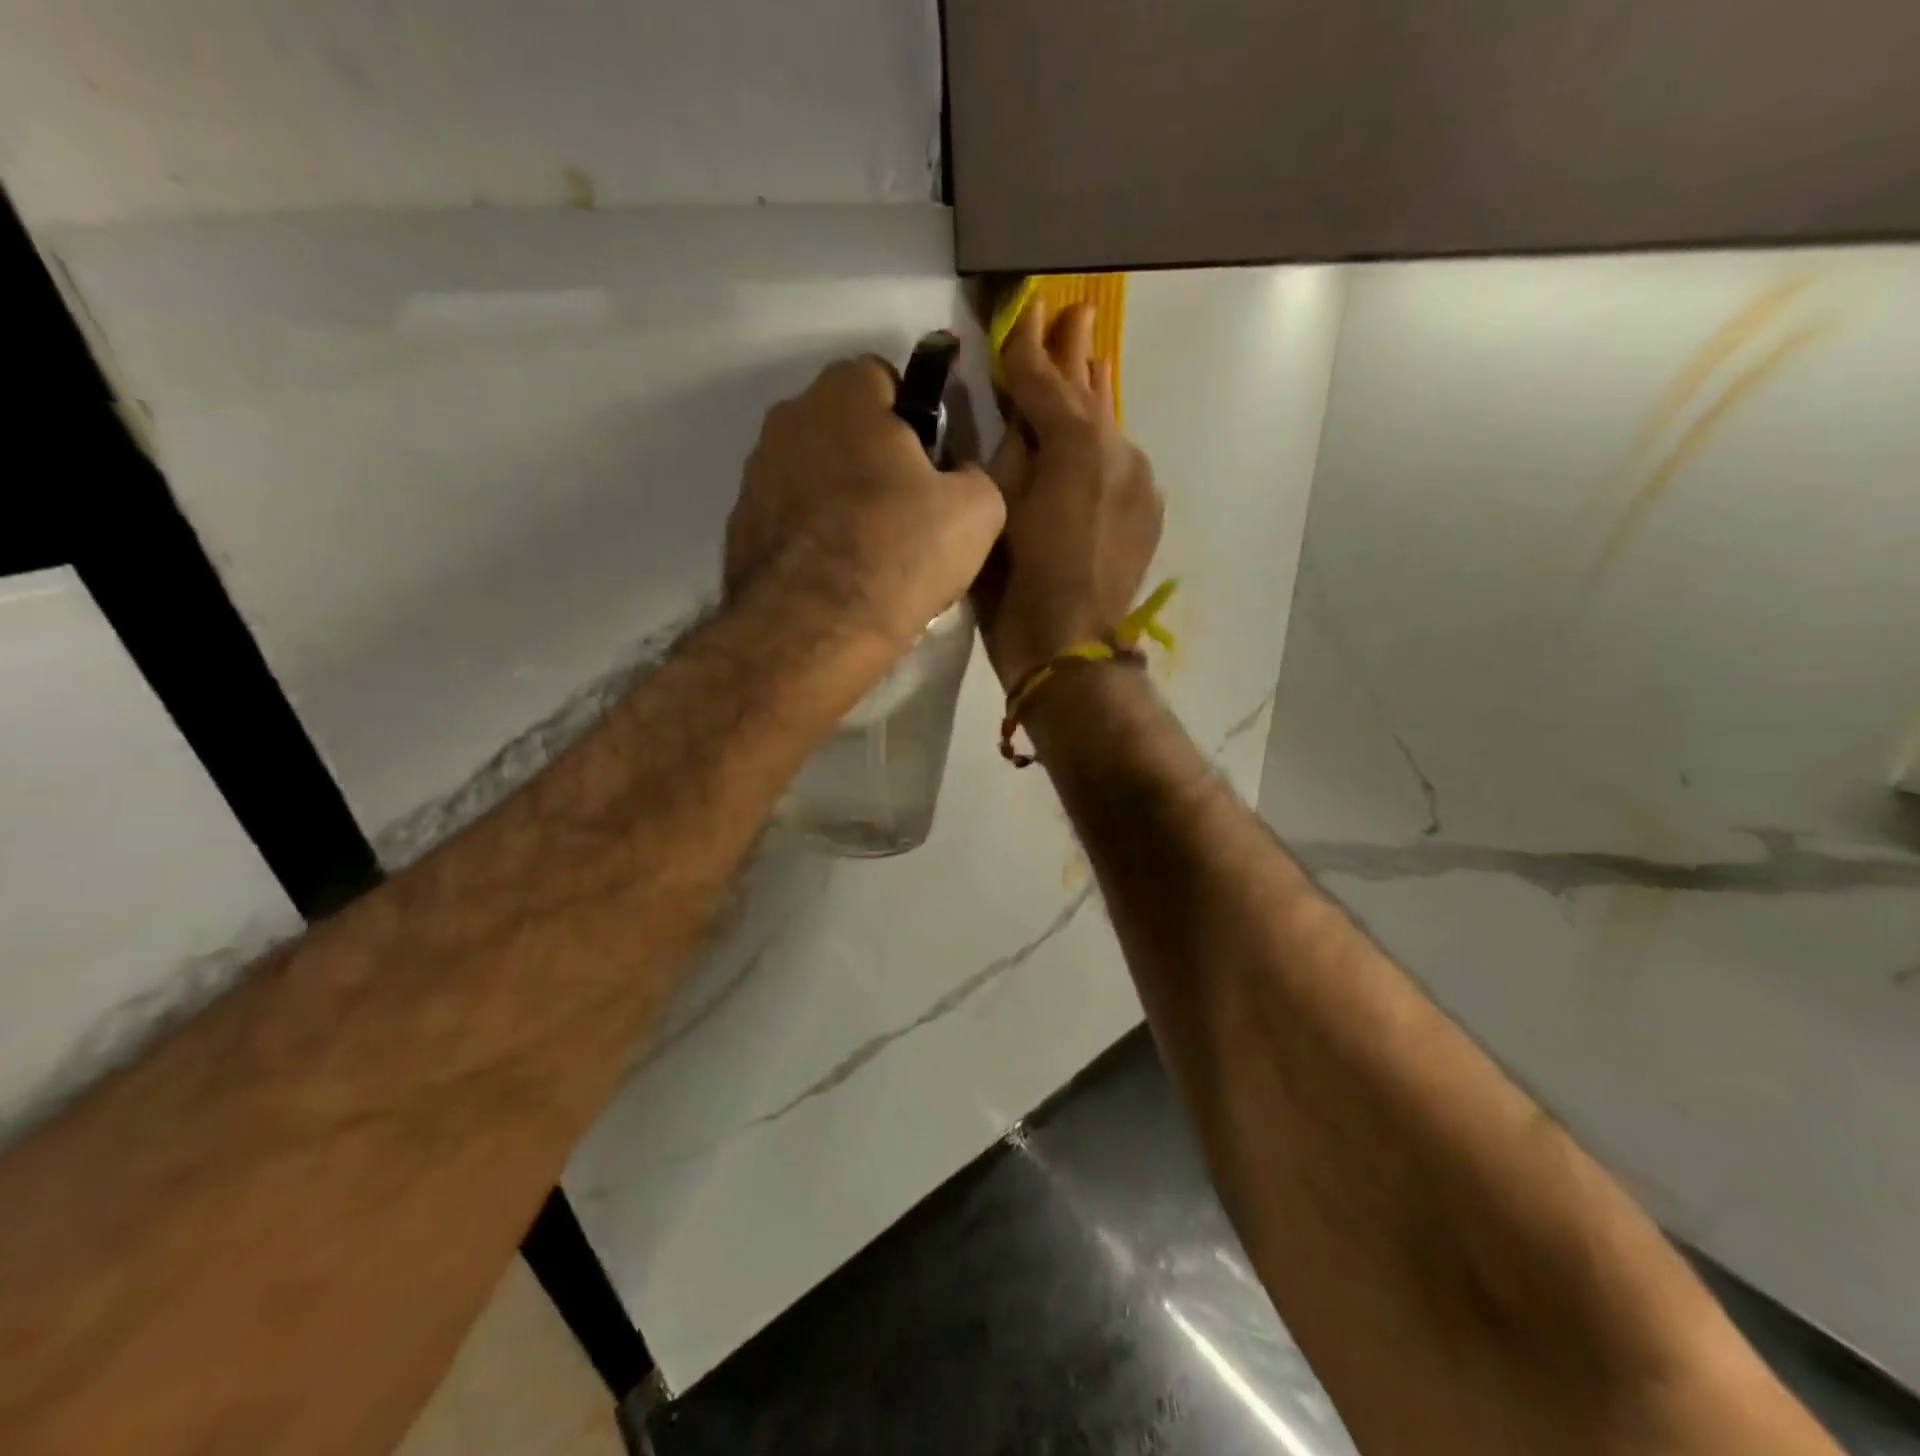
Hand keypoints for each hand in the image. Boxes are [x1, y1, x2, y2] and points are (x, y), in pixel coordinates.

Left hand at [728, 356, 1006, 651]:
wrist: (815, 629)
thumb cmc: (900, 552)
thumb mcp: (978, 510)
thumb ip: (974, 473)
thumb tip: (956, 476)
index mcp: (845, 395)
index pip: (884, 377)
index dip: (915, 417)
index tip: (931, 465)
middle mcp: (788, 419)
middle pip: (844, 425)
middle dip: (875, 455)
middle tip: (908, 510)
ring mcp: (755, 474)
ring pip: (814, 471)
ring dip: (840, 496)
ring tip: (870, 551)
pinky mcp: (740, 527)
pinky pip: (789, 517)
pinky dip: (811, 534)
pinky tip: (835, 575)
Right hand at [976, 300, 1163, 688]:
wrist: (1070, 645)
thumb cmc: (1017, 583)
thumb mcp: (999, 508)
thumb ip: (1014, 449)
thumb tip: (1023, 414)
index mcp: (1073, 442)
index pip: (1044, 380)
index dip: (1027, 347)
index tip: (1024, 312)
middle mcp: (1117, 448)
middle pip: (1089, 392)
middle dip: (1074, 354)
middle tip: (1073, 312)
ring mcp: (1140, 478)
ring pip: (1110, 427)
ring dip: (1093, 397)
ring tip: (1090, 359)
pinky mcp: (1149, 509)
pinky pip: (1122, 464)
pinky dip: (1104, 449)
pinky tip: (1097, 439)